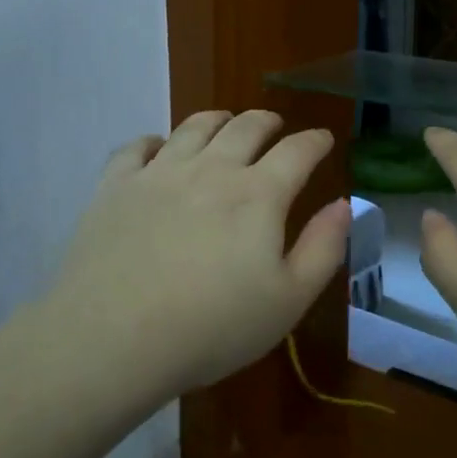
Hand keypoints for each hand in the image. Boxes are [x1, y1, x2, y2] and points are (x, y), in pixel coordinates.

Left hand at [36, 109, 351, 406]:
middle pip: (245, 128)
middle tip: (274, 125)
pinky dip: (153, 141)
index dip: (314, 141)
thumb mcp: (288, 300)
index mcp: (258, 195)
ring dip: (217, 120)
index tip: (322, 139)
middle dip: (266, 121)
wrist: (113, 337)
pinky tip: (157, 147)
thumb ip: (323, 248)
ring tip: (224, 122)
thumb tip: (343, 204)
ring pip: (193, 127)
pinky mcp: (116, 186)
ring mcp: (159, 173)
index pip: (297, 151)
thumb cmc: (212, 327)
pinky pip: (136, 147)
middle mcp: (211, 170)